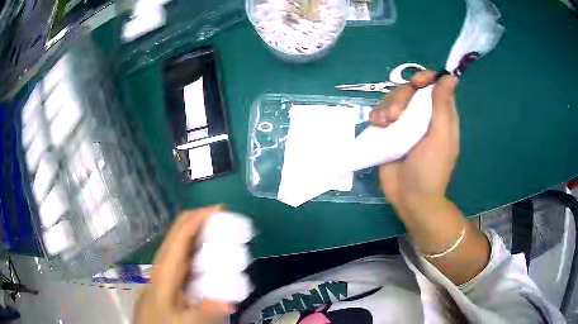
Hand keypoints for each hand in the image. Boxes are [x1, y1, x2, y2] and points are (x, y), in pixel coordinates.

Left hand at [134, 206, 232, 323]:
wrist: (149, 322)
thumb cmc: (163, 318)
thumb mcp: (185, 319)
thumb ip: (206, 310)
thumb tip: (230, 304)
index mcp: (167, 267)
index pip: (181, 233)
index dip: (199, 217)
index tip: (220, 209)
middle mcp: (166, 259)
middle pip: (180, 228)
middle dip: (201, 217)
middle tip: (226, 219)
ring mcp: (168, 264)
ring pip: (182, 237)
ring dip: (201, 228)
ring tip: (223, 231)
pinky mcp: (172, 270)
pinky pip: (185, 249)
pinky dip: (199, 242)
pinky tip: (213, 252)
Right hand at [371, 70, 459, 216]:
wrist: (410, 198)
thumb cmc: (431, 170)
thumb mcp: (441, 138)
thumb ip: (443, 107)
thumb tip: (450, 76)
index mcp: (440, 115)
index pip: (434, 85)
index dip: (425, 78)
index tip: (416, 82)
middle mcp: (423, 115)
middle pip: (409, 89)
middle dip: (400, 97)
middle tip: (396, 116)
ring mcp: (404, 123)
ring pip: (392, 99)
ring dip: (386, 107)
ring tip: (384, 124)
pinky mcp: (389, 132)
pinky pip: (380, 112)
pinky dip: (376, 115)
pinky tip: (377, 126)